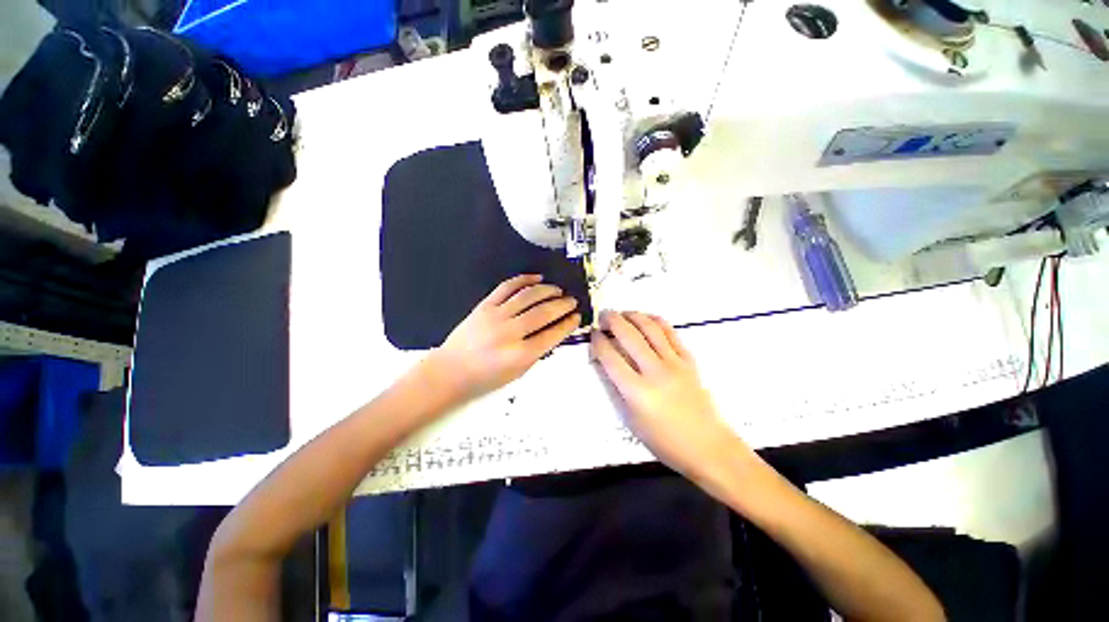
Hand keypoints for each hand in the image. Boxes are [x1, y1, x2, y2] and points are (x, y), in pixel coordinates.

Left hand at [429, 274, 580, 402]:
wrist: (450, 371)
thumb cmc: (485, 378)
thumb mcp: (517, 373)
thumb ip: (536, 352)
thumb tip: (553, 331)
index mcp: (520, 355)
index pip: (552, 334)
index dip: (568, 324)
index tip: (576, 317)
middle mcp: (510, 332)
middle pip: (543, 312)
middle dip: (562, 305)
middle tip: (572, 301)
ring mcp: (496, 316)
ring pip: (528, 296)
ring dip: (548, 290)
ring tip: (558, 290)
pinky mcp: (484, 306)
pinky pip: (507, 287)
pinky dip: (524, 280)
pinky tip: (537, 278)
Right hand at [590, 311, 740, 476]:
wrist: (706, 445)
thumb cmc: (663, 440)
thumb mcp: (630, 419)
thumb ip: (614, 387)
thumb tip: (603, 362)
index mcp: (636, 392)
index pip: (610, 357)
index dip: (598, 341)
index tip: (593, 334)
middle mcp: (654, 372)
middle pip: (629, 336)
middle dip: (612, 320)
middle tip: (604, 315)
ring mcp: (675, 363)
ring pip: (650, 328)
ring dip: (633, 315)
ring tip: (623, 313)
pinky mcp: (689, 360)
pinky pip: (671, 333)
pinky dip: (657, 321)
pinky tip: (647, 319)